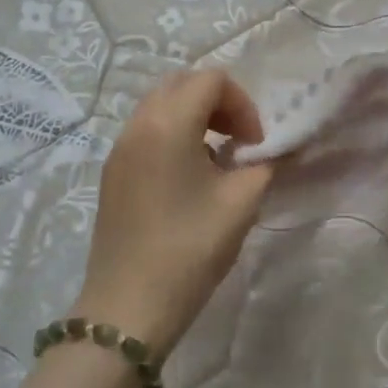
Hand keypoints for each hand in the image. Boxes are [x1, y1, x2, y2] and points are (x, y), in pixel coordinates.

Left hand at [76, 68, 276, 356]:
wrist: (128, 307)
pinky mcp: (112, 173)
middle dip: (218, 103)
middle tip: (239, 141)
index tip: (255, 145)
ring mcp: (119, 148)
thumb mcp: (241, 203)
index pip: (212, 80)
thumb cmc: (190, 248)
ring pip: (160, 106)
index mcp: (169, 123)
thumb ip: (265, 164)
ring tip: (217, 160)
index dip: (243, 104)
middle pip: (182, 84)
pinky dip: (173, 135)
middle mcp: (138, 124)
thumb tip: (275, 150)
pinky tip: (188, 179)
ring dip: (194, 118)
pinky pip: (146, 131)